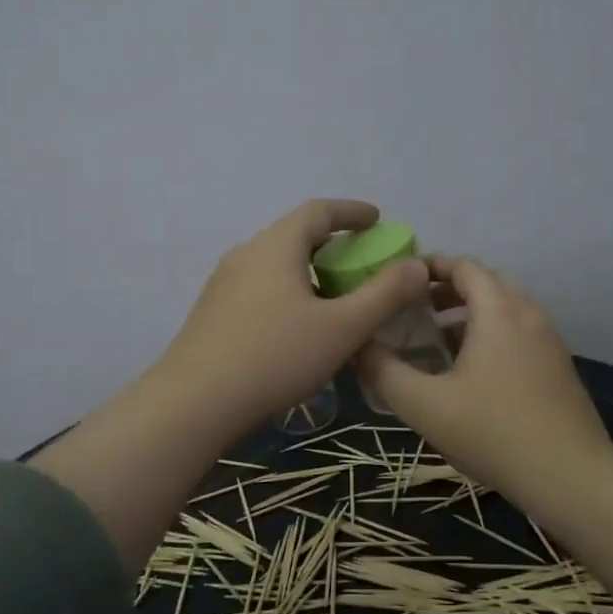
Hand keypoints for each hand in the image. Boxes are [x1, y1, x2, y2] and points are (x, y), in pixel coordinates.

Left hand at [153, 199, 428, 434]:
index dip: (351, 212)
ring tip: (333, 297)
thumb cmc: (276, 356)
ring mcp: (223, 284)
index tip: (376, 219)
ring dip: (308, 271)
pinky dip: (288, 291)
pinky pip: (260, 288)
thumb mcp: (342, 328)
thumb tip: (417, 265)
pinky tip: (298, 326)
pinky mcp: (212, 313)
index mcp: (276, 246)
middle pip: (294, 235)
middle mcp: (246, 254)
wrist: (195, 402)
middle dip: (332, 243)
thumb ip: (384, 295)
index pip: (318, 211)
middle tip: (361, 263)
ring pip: (275, 264)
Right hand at [357, 256, 612, 512]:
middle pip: (485, 284)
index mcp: (499, 311)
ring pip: (504, 310)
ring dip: (469, 316)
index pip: (464, 266)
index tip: (399, 282)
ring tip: (436, 343)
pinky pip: (519, 333)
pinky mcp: (559, 367)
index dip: (430, 267)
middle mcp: (528, 314)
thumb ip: (384, 371)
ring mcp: (549, 340)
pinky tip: (471, 373)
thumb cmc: (493, 433)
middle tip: (413, 312)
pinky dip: (491, 335)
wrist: (571, 477)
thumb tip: (359, 346)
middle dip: (447, 291)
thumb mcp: (424, 406)